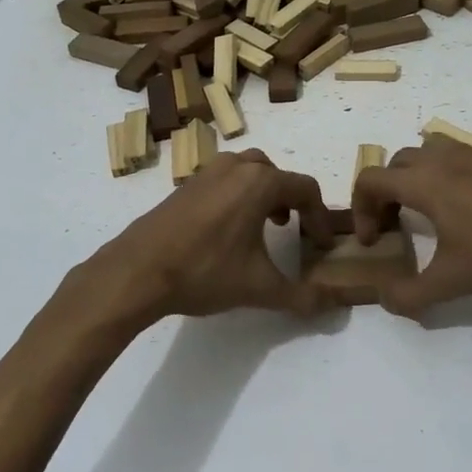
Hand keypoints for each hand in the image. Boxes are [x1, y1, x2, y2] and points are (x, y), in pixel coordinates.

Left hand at [80, 150, 335, 327]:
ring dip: (264, 193)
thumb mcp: (260, 288)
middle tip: (295, 228)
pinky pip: (224, 180)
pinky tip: (229, 230)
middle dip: (292, 199)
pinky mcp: (186, 185)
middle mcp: (236, 167)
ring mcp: (207, 173)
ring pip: (248, 171)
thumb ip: (302, 296)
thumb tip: (333, 304)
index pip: (306, 189)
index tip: (322, 245)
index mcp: (260, 182)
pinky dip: (238, 195)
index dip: (320, 217)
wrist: (138, 270)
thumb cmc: (205, 271)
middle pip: (277, 173)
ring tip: (266, 225)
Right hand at [350, 139, 471, 315]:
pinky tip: (465, 209)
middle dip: (384, 193)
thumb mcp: (452, 283)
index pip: (371, 180)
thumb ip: (410, 295)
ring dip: (413, 177)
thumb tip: (385, 300)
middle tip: (392, 225)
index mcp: (424, 183)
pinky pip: (455, 157)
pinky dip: (443, 175)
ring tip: (424, 210)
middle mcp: (443, 159)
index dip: (361, 209)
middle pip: (395, 164)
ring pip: (426, 152)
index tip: (373, 240)